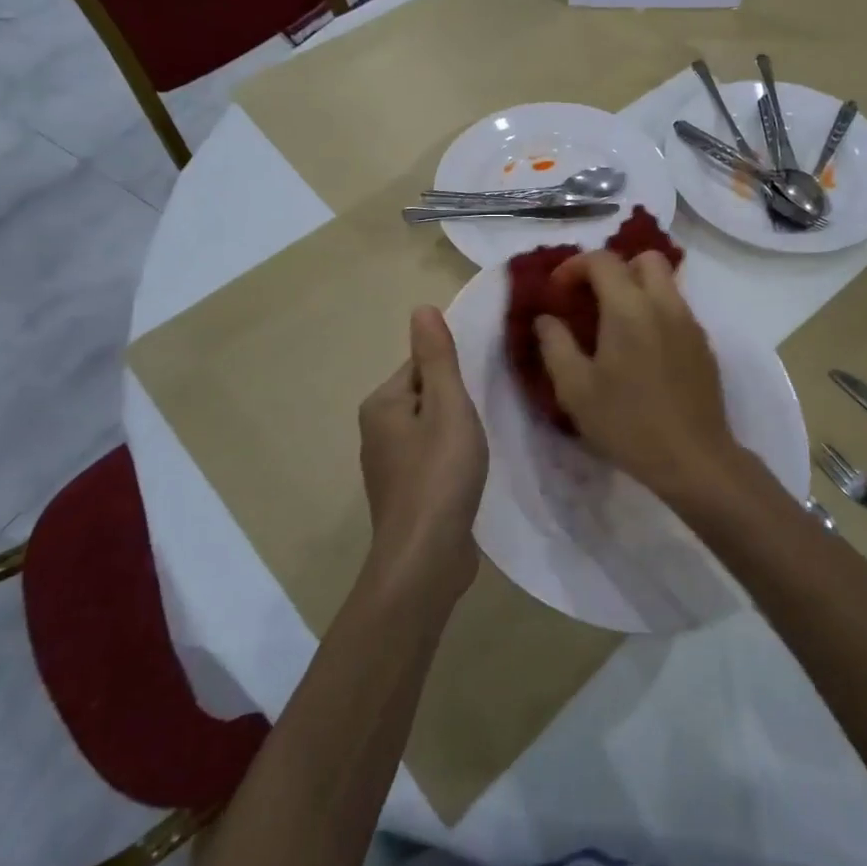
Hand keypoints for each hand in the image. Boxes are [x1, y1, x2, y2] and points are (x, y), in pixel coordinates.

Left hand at [359, 307, 487, 596]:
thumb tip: (421, 308)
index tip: (483, 385)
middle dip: (457, 401)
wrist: (426, 558)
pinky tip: (471, 472)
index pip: (421, 366)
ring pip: (430, 429)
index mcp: (382, 403)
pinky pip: (431, 459)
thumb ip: (438, 357)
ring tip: (484, 442)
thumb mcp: (448, 406)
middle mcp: (377, 430)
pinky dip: (451, 459)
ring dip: (457, 431)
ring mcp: (389, 466)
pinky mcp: (406, 494)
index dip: (455, 372)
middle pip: (426, 396)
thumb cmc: (439, 473)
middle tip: (488, 414)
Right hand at [533, 251, 744, 507]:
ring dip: (637, 289)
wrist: (693, 458)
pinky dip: (655, 311)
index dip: (573, 266)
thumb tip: (546, 318)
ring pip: (665, 282)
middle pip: (644, 258)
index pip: (602, 260)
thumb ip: (555, 345)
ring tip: (614, 325)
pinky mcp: (703, 344)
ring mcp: (690, 323)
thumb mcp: (575, 389)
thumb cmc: (627, 423)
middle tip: (591, 299)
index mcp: (629, 308)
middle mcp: (664, 304)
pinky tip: (641, 350)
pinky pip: (677, 309)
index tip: (557, 292)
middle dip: (614, 268)